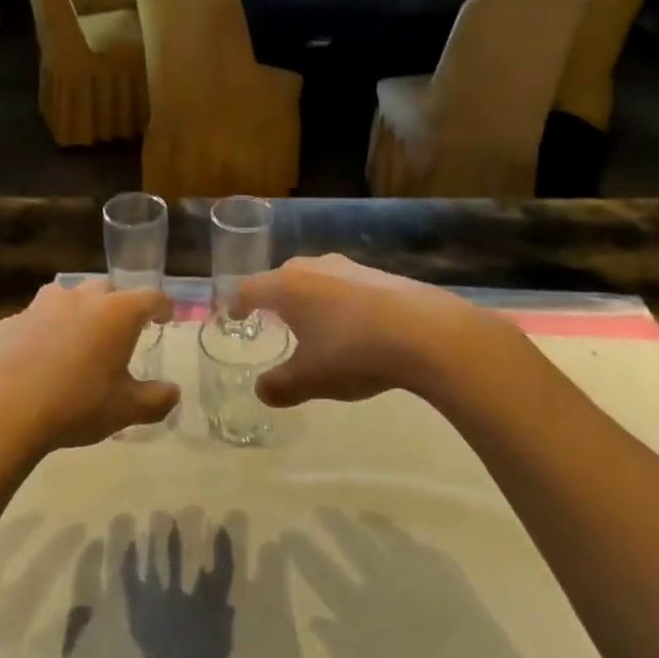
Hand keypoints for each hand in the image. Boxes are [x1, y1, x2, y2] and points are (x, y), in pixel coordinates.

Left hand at [0, 279, 176, 453]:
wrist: (3, 411)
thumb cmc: (76, 405)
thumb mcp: (124, 410)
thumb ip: (155, 400)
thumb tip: (174, 393)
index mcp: (116, 314)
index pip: (150, 297)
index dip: (161, 306)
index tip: (164, 318)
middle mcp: (81, 299)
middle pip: (106, 289)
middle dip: (116, 305)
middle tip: (118, 332)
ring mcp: (41, 306)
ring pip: (66, 295)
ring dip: (76, 310)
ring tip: (76, 337)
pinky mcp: (9, 322)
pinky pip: (32, 320)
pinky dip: (41, 332)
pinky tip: (36, 359)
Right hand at [234, 254, 528, 407]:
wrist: (427, 332)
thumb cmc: (353, 352)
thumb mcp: (310, 379)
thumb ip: (280, 386)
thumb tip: (262, 390)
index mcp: (287, 287)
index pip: (248, 289)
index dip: (236, 304)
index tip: (232, 316)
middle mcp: (313, 268)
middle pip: (281, 278)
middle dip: (272, 299)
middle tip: (270, 322)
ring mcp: (349, 267)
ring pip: (315, 279)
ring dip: (308, 299)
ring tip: (312, 325)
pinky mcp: (380, 275)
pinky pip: (345, 286)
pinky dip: (338, 303)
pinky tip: (353, 327)